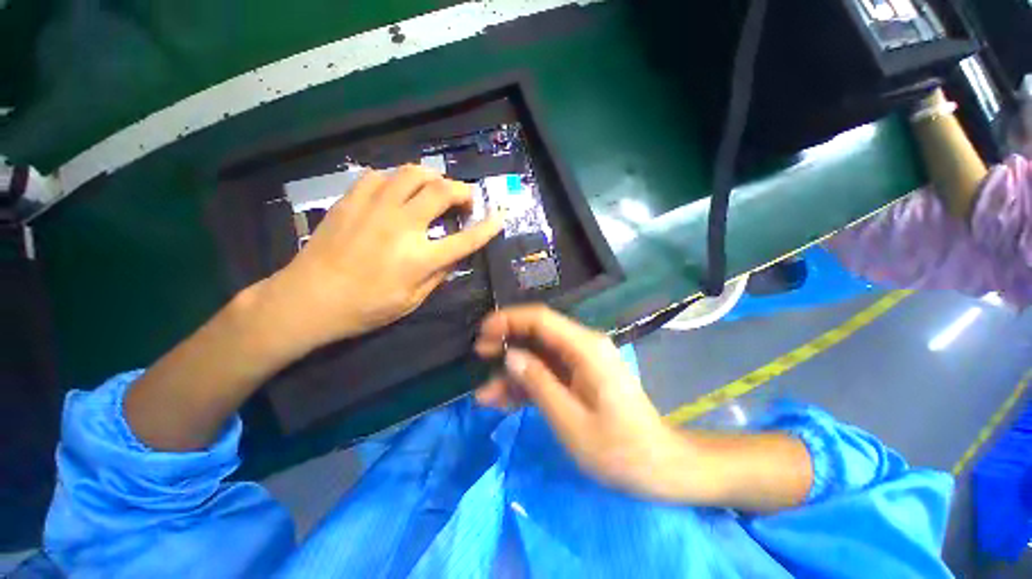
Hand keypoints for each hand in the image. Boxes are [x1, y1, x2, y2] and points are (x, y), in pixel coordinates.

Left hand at [259, 165, 502, 354]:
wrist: (309, 299)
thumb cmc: (365, 308)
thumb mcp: (412, 301)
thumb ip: (438, 276)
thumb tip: (453, 256)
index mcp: (420, 258)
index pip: (466, 238)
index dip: (488, 227)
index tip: (499, 217)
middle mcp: (402, 226)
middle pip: (442, 192)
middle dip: (462, 190)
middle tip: (465, 198)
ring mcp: (375, 208)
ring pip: (412, 173)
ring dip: (432, 177)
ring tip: (435, 187)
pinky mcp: (352, 200)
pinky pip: (380, 175)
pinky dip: (397, 179)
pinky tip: (397, 191)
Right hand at [473, 305, 689, 500]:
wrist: (659, 465)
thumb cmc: (618, 449)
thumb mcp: (570, 421)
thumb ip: (538, 384)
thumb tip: (510, 356)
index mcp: (585, 348)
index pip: (541, 319)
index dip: (509, 320)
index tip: (482, 332)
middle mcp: (583, 346)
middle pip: (538, 333)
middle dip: (507, 341)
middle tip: (478, 354)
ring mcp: (581, 361)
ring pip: (538, 355)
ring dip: (512, 371)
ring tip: (484, 394)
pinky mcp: (579, 376)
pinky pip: (548, 372)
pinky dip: (526, 384)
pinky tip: (503, 400)